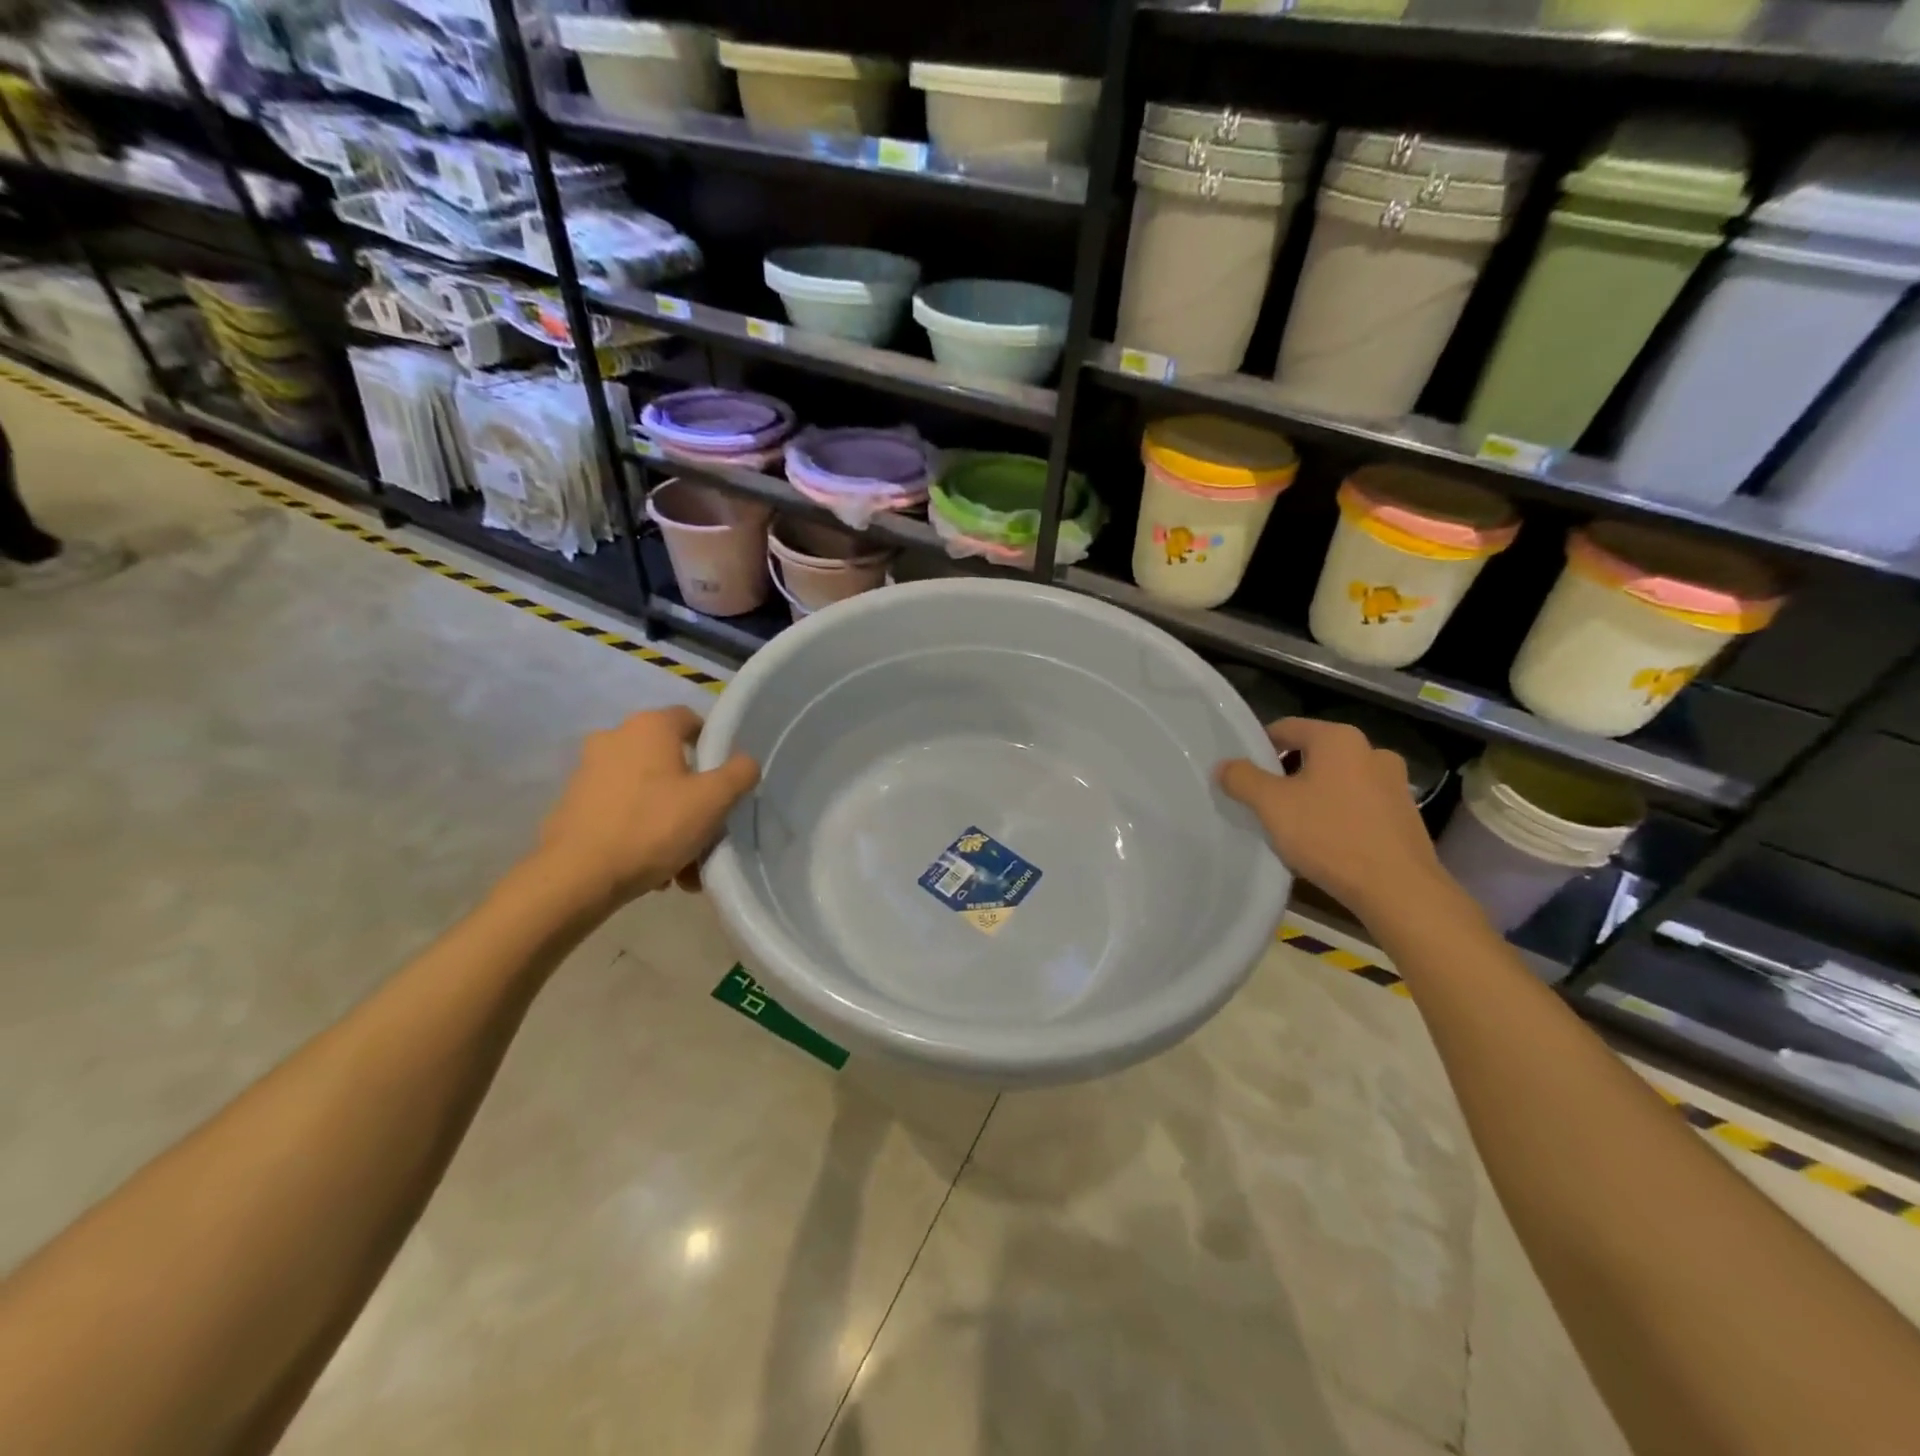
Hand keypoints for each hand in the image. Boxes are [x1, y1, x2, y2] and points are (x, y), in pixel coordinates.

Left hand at [536, 707, 758, 903]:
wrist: (577, 876)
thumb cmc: (653, 827)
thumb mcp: (714, 800)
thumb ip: (740, 773)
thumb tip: (744, 762)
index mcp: (649, 726)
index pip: (692, 720)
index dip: (714, 747)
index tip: (726, 782)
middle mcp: (615, 738)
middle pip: (671, 762)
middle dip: (693, 798)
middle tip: (708, 832)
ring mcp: (589, 771)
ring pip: (648, 792)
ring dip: (670, 822)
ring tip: (683, 864)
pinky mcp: (573, 804)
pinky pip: (623, 812)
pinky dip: (642, 833)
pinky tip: (654, 871)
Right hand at [1218, 716, 1447, 923]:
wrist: (1398, 888)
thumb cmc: (1329, 835)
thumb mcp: (1271, 805)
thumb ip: (1242, 779)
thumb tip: (1224, 766)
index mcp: (1339, 739)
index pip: (1287, 728)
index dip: (1259, 747)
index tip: (1243, 774)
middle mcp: (1371, 750)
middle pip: (1313, 754)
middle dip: (1286, 774)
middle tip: (1264, 803)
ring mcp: (1394, 783)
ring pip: (1337, 780)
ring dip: (1313, 795)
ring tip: (1294, 826)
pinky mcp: (1405, 814)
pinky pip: (1359, 804)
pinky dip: (1338, 814)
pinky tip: (1326, 842)